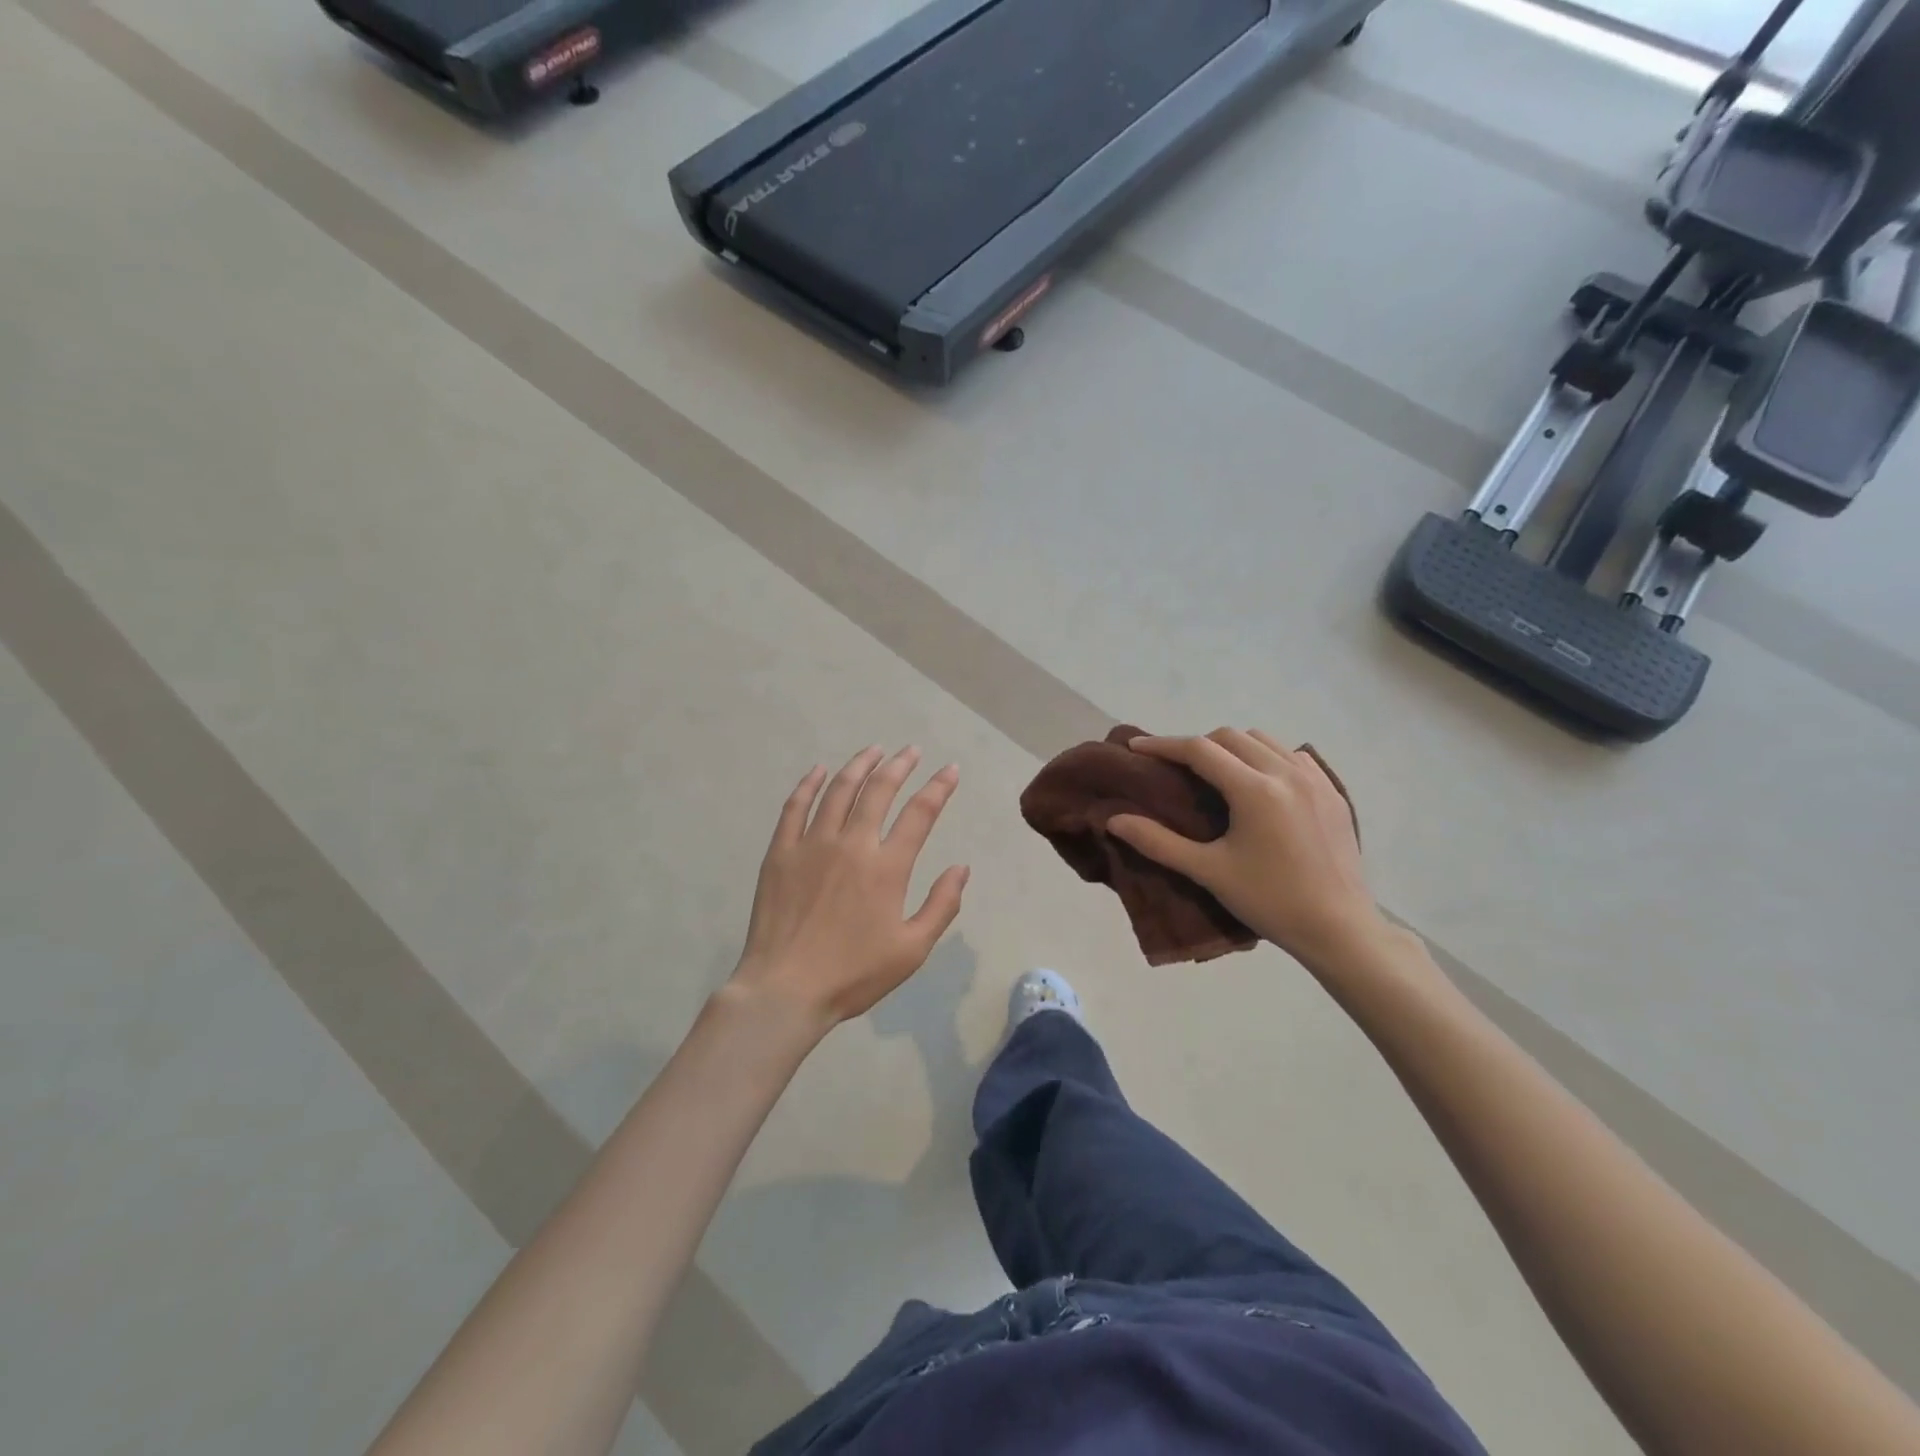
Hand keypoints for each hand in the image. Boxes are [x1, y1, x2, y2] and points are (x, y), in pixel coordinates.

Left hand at [729, 746, 968, 1028]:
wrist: (785, 989)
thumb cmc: (853, 974)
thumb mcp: (911, 950)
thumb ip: (942, 906)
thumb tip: (961, 868)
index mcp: (886, 867)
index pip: (920, 813)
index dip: (938, 787)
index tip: (950, 769)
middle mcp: (852, 844)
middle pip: (879, 791)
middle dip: (900, 765)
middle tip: (911, 751)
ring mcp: (812, 844)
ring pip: (838, 790)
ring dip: (859, 766)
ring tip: (874, 750)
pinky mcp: (781, 852)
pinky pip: (795, 807)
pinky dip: (809, 784)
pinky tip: (819, 770)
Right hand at [1107, 729, 1386, 968]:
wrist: (1339, 929)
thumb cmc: (1270, 901)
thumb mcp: (1208, 872)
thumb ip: (1158, 842)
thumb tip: (1114, 820)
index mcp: (1255, 790)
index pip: (1200, 750)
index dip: (1164, 745)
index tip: (1137, 747)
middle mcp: (1286, 773)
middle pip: (1231, 737)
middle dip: (1197, 745)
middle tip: (1175, 767)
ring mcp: (1315, 779)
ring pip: (1264, 740)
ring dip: (1233, 747)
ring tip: (1216, 773)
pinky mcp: (1333, 792)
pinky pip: (1293, 755)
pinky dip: (1267, 757)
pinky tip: (1260, 784)